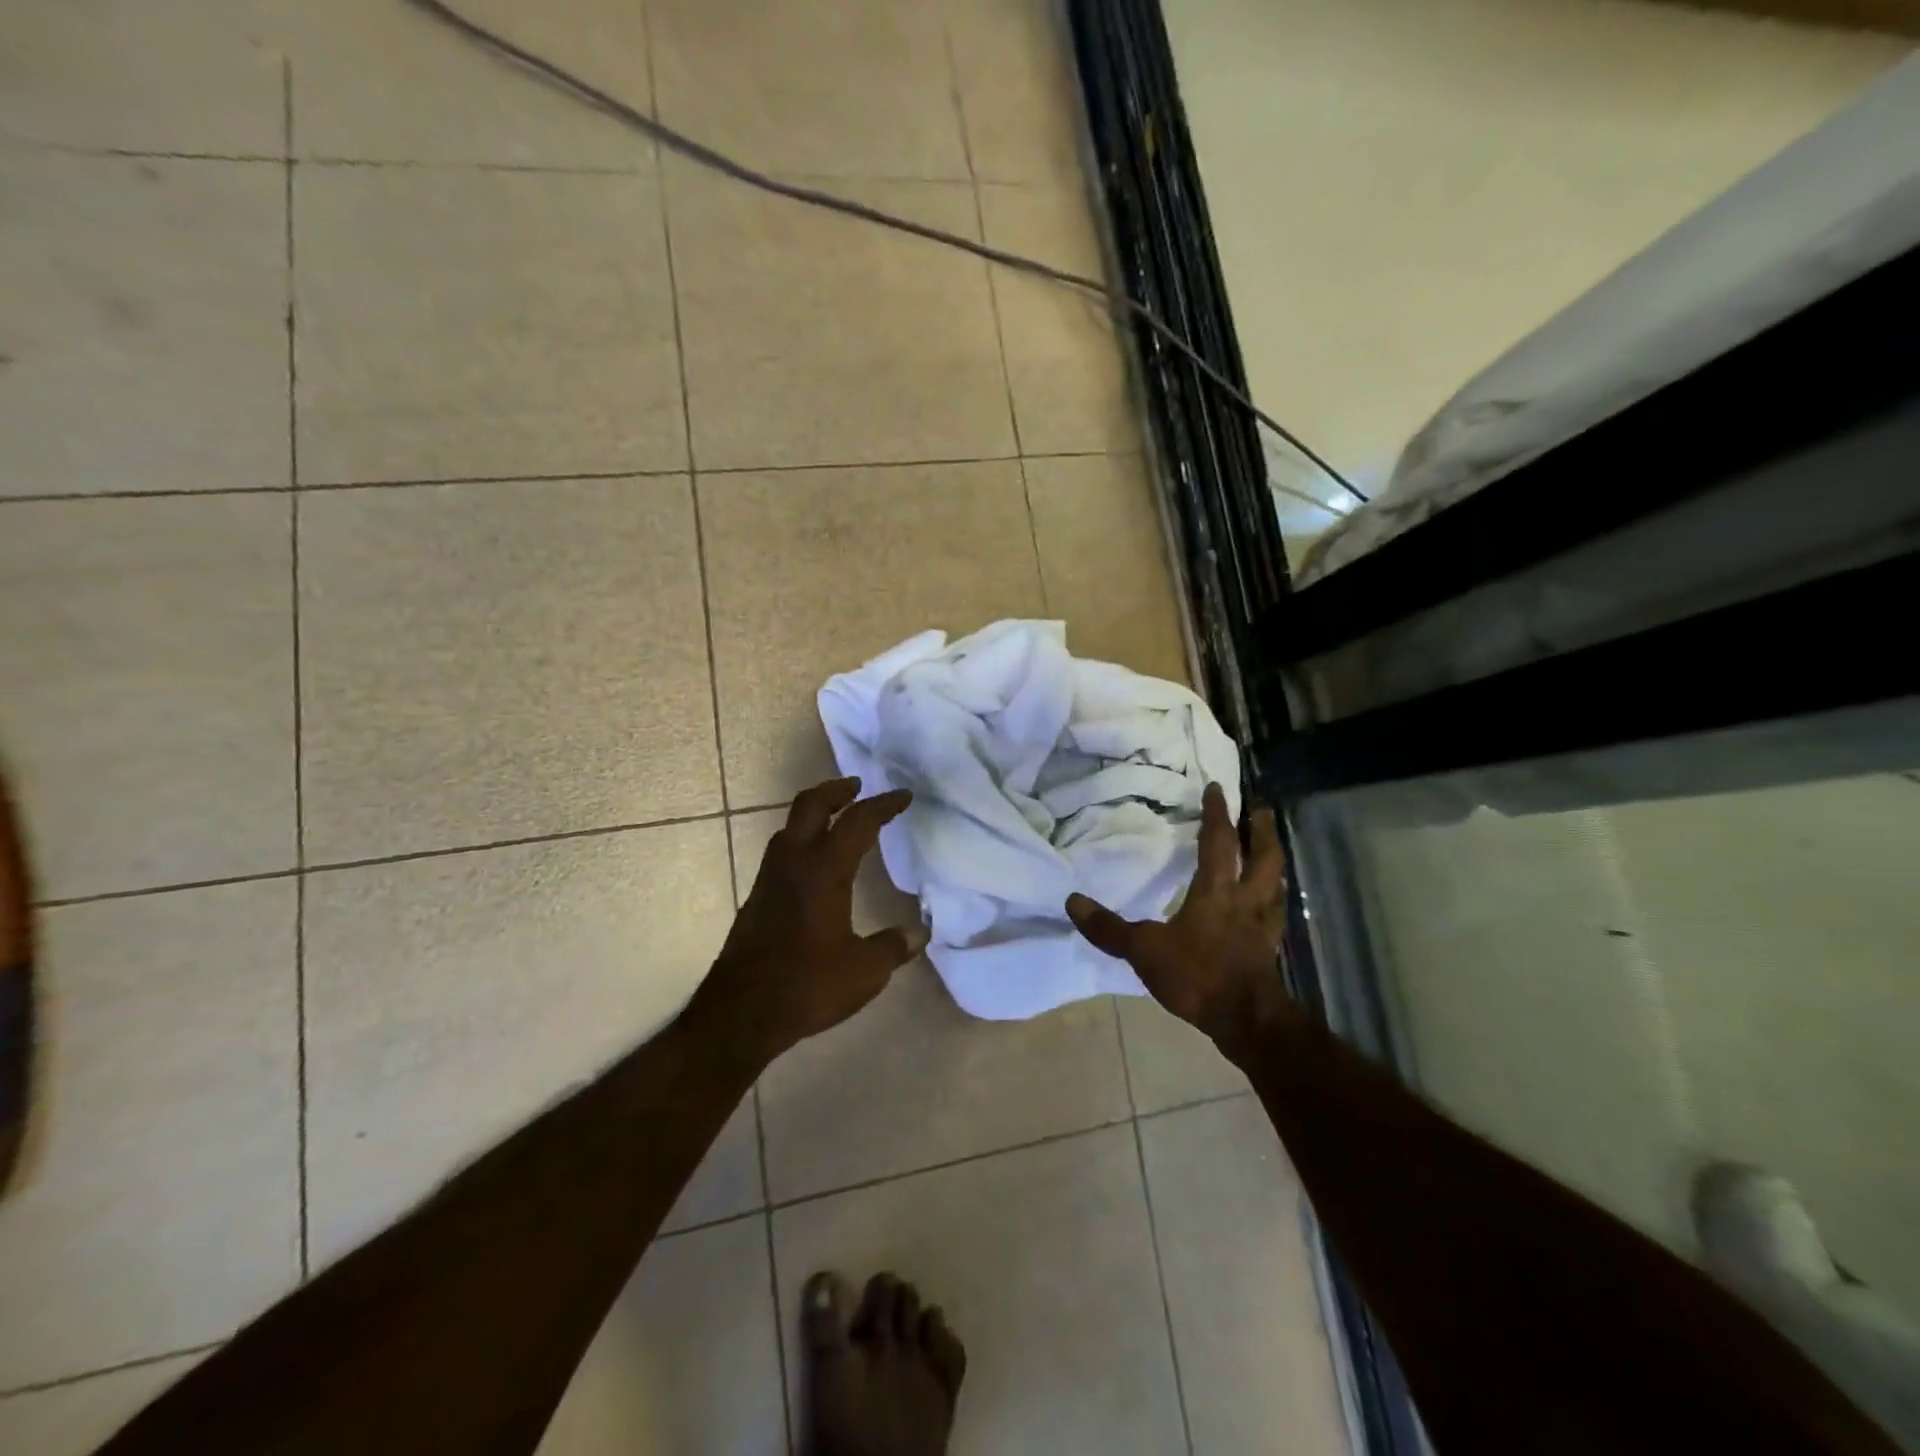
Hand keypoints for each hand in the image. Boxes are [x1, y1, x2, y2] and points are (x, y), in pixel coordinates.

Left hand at [690, 777, 927, 1063]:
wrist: (741, 1012)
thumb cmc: (807, 985)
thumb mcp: (864, 971)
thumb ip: (893, 947)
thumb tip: (918, 934)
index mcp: (824, 870)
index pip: (858, 822)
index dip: (883, 804)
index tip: (903, 796)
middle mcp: (794, 863)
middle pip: (811, 805)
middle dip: (837, 790)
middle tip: (858, 787)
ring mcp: (769, 878)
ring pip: (789, 825)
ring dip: (815, 812)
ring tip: (837, 818)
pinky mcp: (757, 897)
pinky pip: (781, 850)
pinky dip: (801, 839)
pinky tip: (813, 864)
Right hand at [1066, 782, 1295, 1060]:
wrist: (1247, 1021)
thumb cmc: (1198, 976)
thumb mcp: (1144, 950)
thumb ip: (1109, 928)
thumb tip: (1072, 901)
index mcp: (1217, 892)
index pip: (1218, 842)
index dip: (1218, 814)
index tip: (1217, 787)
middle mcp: (1246, 901)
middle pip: (1263, 857)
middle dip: (1262, 831)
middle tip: (1263, 809)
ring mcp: (1262, 927)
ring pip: (1276, 884)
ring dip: (1274, 863)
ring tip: (1271, 851)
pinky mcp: (1268, 951)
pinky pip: (1275, 915)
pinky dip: (1274, 902)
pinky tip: (1269, 906)